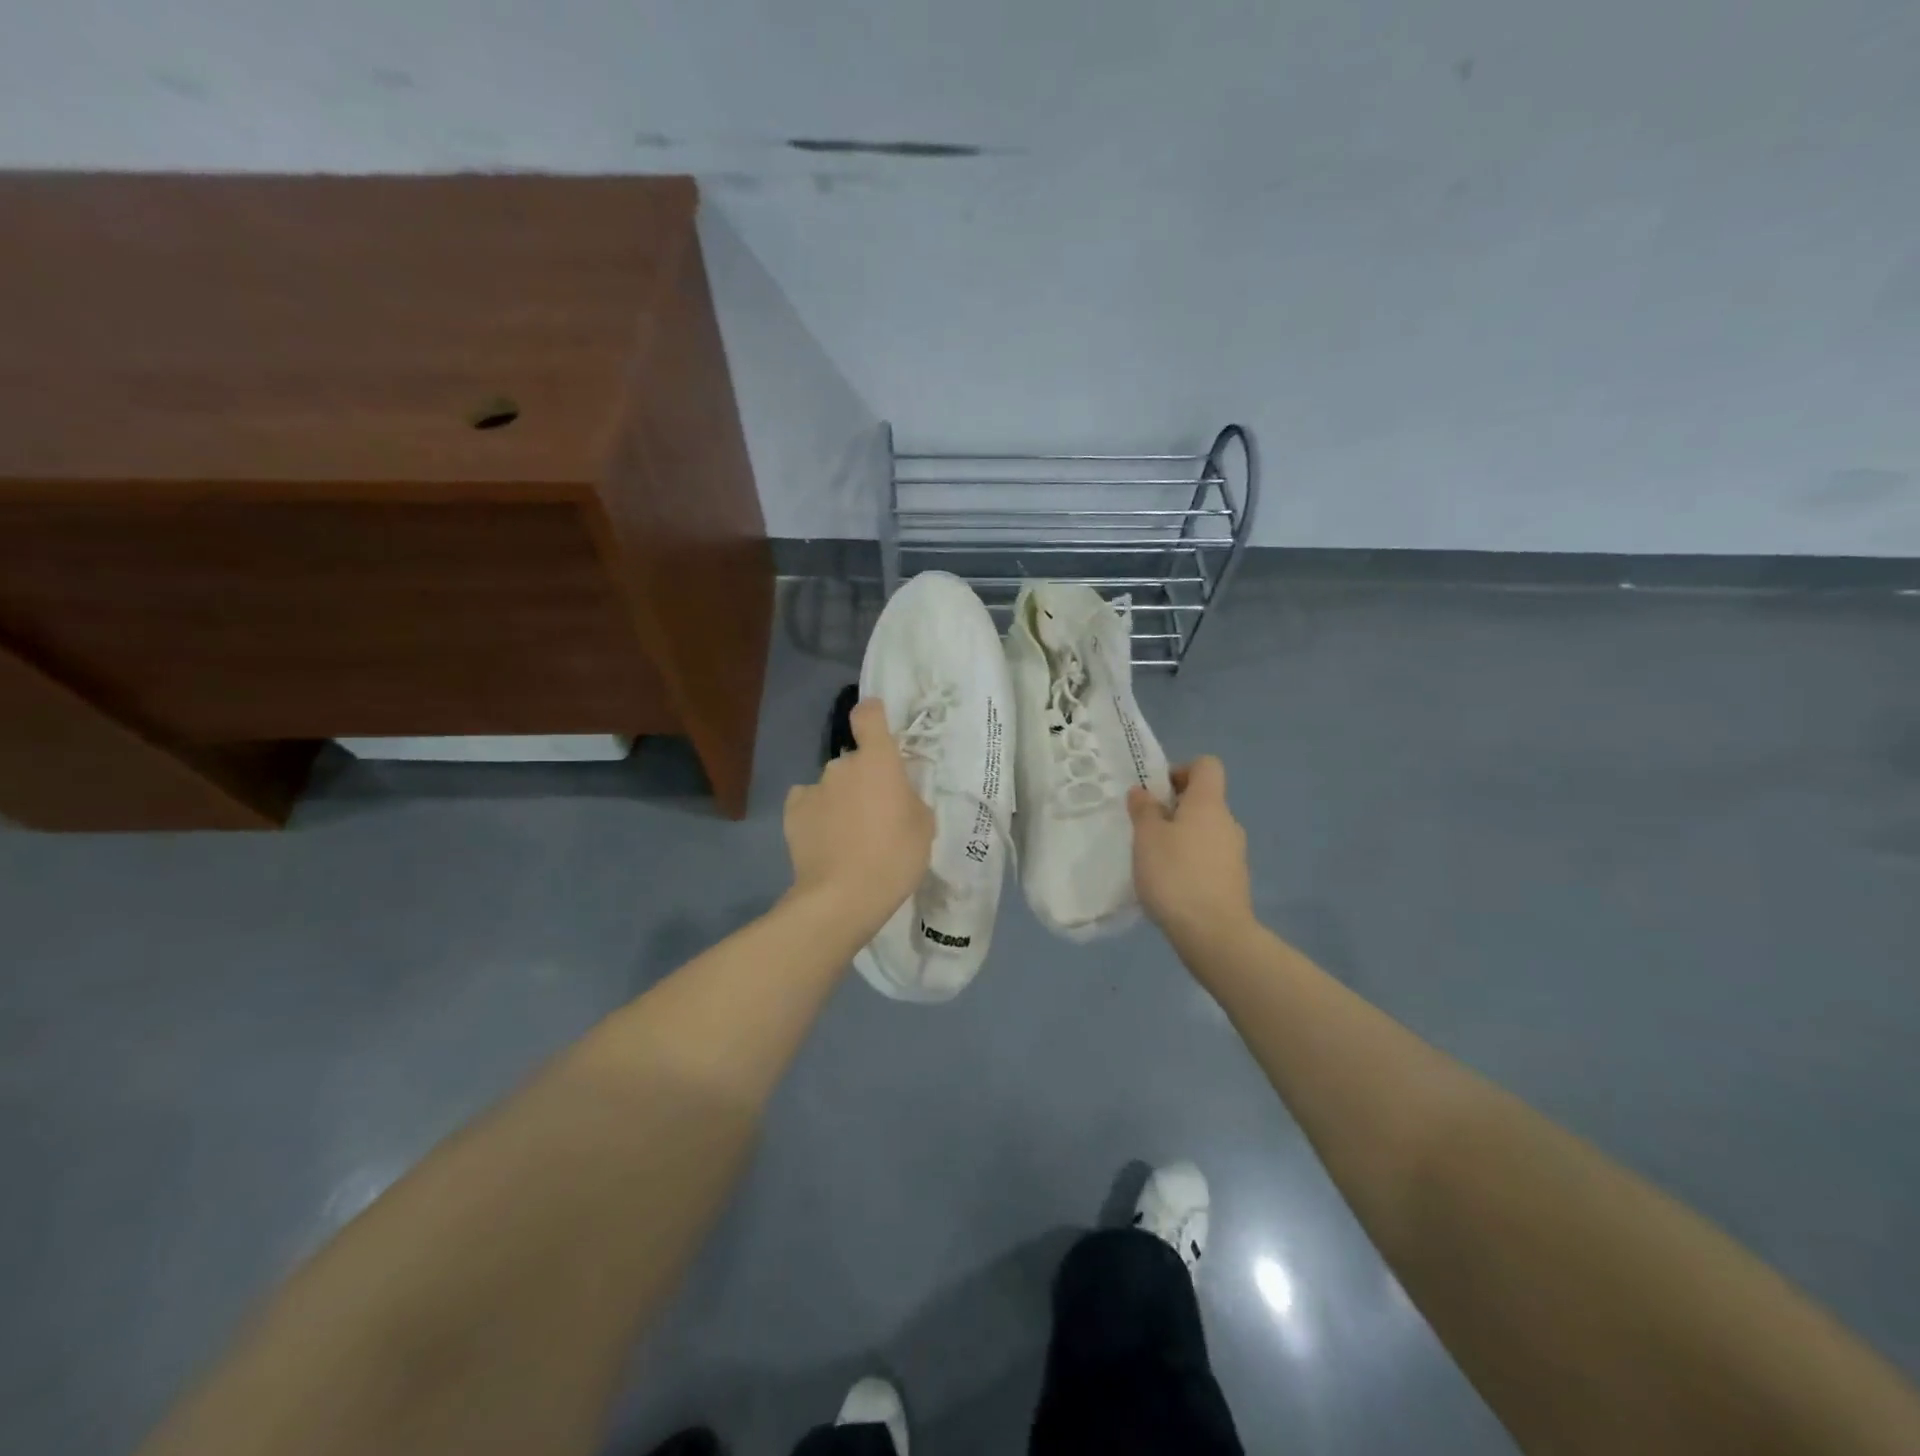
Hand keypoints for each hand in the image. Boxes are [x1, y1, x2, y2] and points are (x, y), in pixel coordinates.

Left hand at [784, 698, 933, 934]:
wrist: (843, 896)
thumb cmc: (895, 857)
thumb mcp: (923, 826)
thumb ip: (910, 799)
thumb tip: (898, 795)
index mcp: (878, 760)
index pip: (869, 714)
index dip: (874, 715)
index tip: (879, 729)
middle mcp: (842, 764)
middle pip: (855, 760)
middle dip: (864, 779)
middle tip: (876, 813)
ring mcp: (813, 787)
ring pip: (832, 785)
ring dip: (841, 799)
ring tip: (849, 836)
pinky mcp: (792, 812)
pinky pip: (810, 803)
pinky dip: (817, 815)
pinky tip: (825, 841)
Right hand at [1128, 756, 1253, 948]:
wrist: (1214, 933)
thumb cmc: (1176, 874)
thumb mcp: (1147, 837)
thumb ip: (1144, 810)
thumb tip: (1144, 792)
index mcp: (1209, 803)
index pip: (1206, 766)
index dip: (1180, 770)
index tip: (1156, 792)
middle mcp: (1227, 822)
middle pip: (1203, 800)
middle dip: (1173, 808)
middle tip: (1144, 828)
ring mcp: (1235, 853)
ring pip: (1204, 831)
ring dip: (1181, 836)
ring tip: (1153, 859)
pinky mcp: (1233, 881)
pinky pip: (1208, 857)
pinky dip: (1190, 861)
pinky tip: (1170, 884)